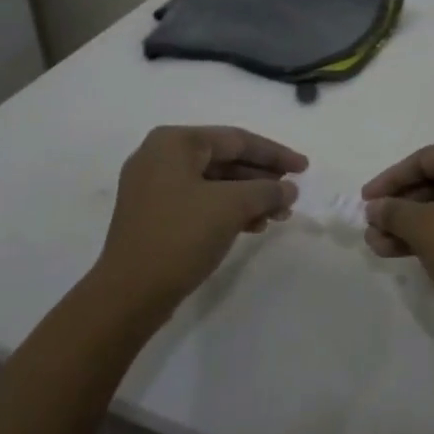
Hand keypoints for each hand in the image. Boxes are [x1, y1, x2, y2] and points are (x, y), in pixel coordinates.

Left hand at [95, 125, 306, 317]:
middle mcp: (160, 156)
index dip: (275, 153)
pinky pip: (200, 201)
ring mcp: (154, 186)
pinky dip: (228, 210)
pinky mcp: (154, 214)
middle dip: (262, 178)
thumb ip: (267, 190)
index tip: (304, 168)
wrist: (129, 294)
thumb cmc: (181, 236)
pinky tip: (253, 226)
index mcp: (174, 142)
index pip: (236, 139)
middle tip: (292, 194)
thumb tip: (288, 188)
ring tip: (278, 216)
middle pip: (225, 160)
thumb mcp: (232, 207)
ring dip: (249, 197)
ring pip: (214, 183)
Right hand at [361, 139, 433, 329]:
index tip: (364, 200)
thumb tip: (376, 208)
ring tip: (376, 245)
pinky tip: (399, 252)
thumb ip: (394, 211)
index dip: (390, 179)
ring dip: (410, 225)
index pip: (426, 159)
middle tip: (370, 226)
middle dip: (400, 207)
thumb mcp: (425, 228)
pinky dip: (433, 235)